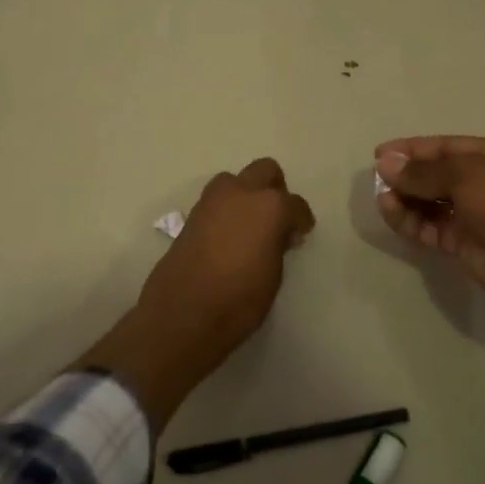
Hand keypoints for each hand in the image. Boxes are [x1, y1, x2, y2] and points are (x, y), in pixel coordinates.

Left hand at [137, 158, 315, 354]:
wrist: (183, 313)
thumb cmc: (239, 299)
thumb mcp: (274, 275)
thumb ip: (278, 244)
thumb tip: (277, 235)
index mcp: (270, 206)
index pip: (296, 204)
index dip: (301, 220)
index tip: (300, 234)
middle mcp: (242, 193)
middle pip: (265, 171)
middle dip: (275, 188)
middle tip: (276, 217)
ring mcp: (213, 200)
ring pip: (236, 180)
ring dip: (246, 193)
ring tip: (249, 224)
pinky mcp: (192, 214)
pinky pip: (216, 200)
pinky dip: (226, 209)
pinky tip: (228, 235)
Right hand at [374, 136, 484, 315]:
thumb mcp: (467, 175)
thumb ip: (424, 171)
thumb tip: (386, 164)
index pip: (447, 146)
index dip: (413, 149)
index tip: (381, 153)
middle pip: (437, 174)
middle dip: (408, 174)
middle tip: (378, 176)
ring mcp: (474, 214)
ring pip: (430, 202)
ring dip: (405, 198)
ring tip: (382, 196)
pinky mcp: (463, 243)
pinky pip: (430, 226)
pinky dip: (409, 220)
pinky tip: (390, 211)